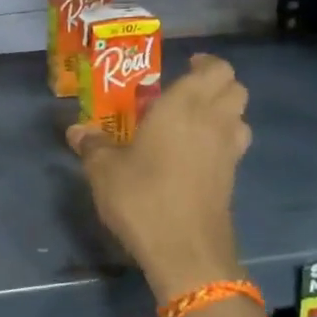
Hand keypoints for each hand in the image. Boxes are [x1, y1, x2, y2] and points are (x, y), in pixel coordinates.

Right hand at [67, 53, 250, 302]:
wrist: (186, 253)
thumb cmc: (143, 198)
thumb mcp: (104, 170)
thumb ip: (93, 146)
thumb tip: (76, 131)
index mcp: (184, 105)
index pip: (216, 69)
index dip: (204, 64)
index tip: (184, 66)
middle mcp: (214, 121)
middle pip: (236, 88)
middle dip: (216, 84)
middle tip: (185, 92)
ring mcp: (228, 152)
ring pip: (240, 117)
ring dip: (224, 112)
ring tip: (192, 122)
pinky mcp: (232, 180)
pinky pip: (234, 146)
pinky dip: (221, 141)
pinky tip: (192, 156)